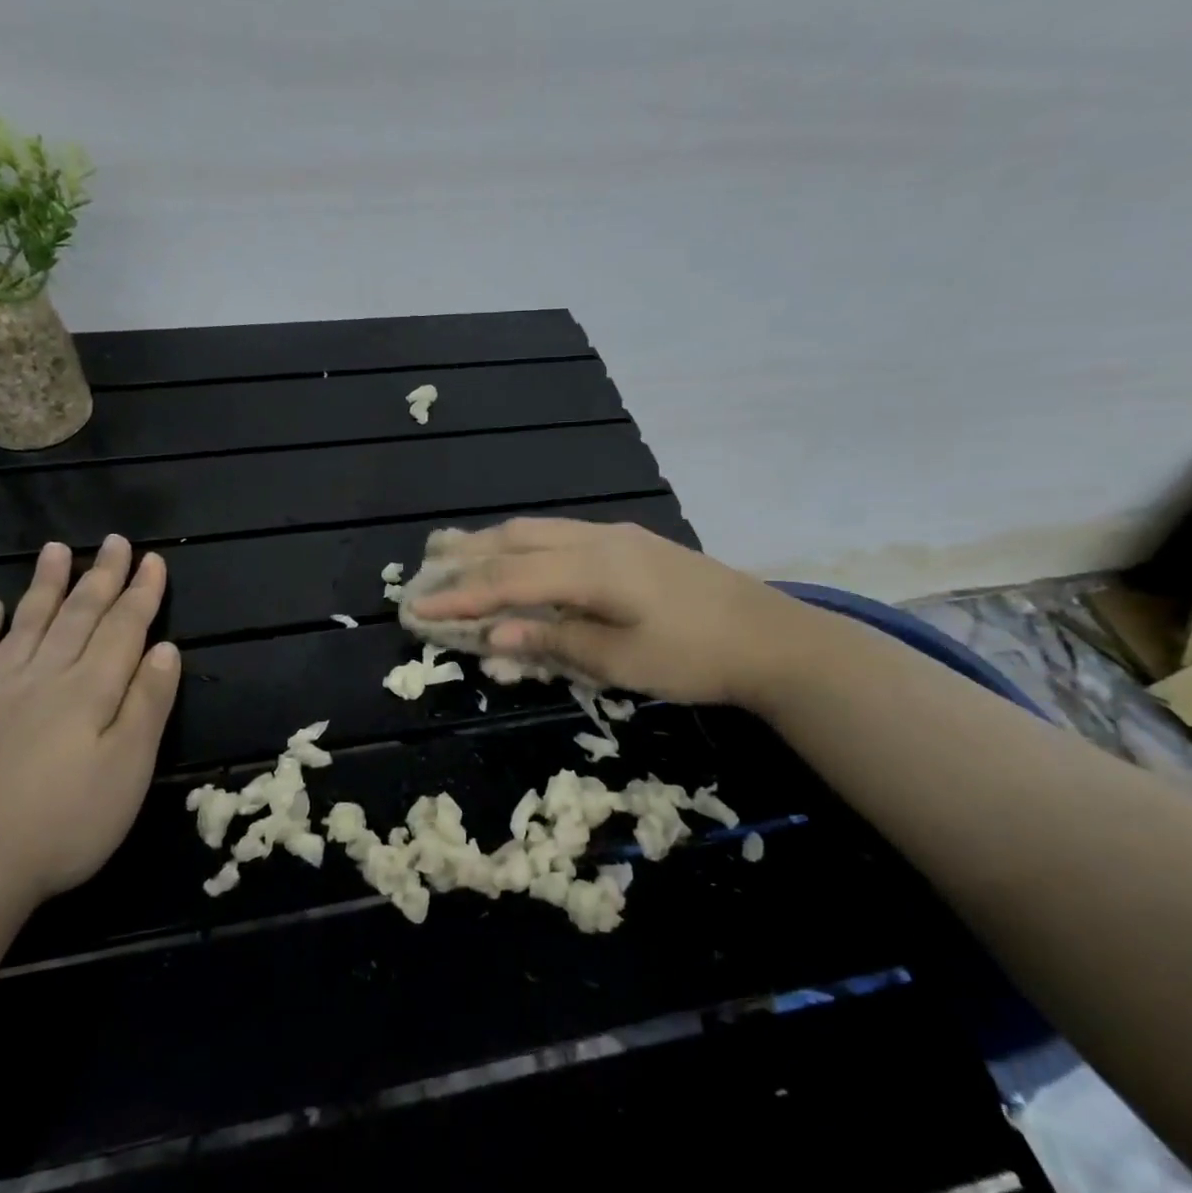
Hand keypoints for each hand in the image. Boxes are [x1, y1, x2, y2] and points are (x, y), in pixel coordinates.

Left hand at [0, 536, 181, 909]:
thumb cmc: (63, 825)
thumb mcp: (128, 770)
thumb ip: (148, 705)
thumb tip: (167, 650)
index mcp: (90, 691)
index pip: (123, 629)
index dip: (141, 594)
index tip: (154, 560)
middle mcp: (43, 678)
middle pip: (78, 616)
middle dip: (101, 577)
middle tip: (113, 540)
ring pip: (27, 625)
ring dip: (46, 586)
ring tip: (56, 549)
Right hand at [408, 518, 821, 707]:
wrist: (774, 638)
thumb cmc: (696, 657)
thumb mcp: (621, 661)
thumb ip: (555, 641)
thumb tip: (494, 635)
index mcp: (592, 568)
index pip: (508, 579)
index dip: (460, 595)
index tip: (417, 608)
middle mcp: (597, 539)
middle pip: (515, 541)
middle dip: (465, 557)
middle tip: (423, 569)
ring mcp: (616, 535)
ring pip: (537, 531)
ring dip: (491, 544)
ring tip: (453, 552)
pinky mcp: (631, 543)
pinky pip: (559, 535)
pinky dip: (523, 546)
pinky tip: (514, 556)